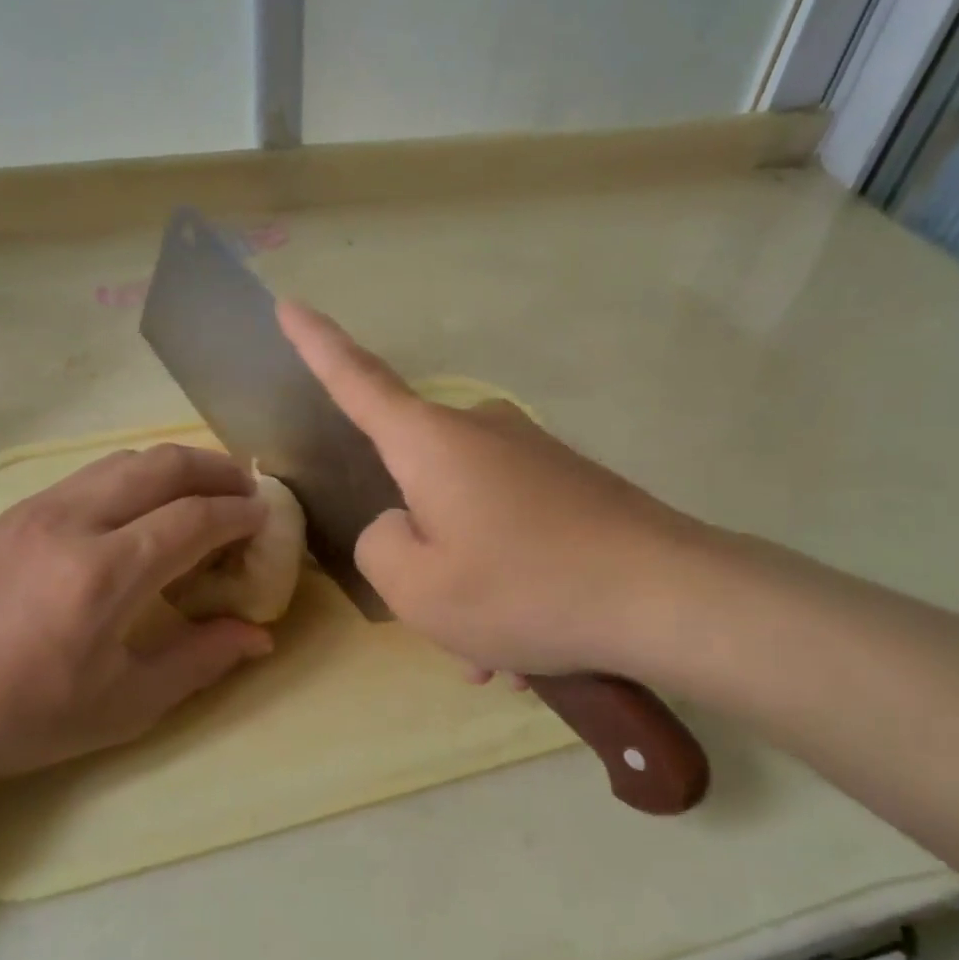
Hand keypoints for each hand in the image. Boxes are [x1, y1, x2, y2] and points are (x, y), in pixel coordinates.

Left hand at [0, 445, 274, 787]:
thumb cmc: (21, 717)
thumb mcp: (123, 705)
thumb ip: (200, 661)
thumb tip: (260, 636)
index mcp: (106, 574)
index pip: (194, 518)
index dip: (239, 513)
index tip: (266, 519)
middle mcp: (75, 522)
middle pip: (164, 465)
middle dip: (216, 469)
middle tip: (246, 490)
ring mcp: (40, 508)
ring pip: (126, 459)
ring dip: (176, 466)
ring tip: (203, 490)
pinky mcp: (16, 510)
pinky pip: (93, 473)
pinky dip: (136, 475)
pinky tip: (142, 507)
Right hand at [280, 302, 714, 682]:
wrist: (668, 595)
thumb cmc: (524, 587)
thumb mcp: (419, 589)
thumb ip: (379, 549)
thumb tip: (402, 526)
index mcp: (430, 442)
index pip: (357, 380)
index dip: (318, 345)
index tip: (289, 304)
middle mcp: (478, 431)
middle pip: (415, 480)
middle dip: (418, 546)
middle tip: (442, 622)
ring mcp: (530, 454)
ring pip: (467, 518)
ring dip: (467, 580)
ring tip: (497, 655)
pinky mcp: (569, 483)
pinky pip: (512, 529)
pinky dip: (505, 579)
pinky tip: (531, 644)